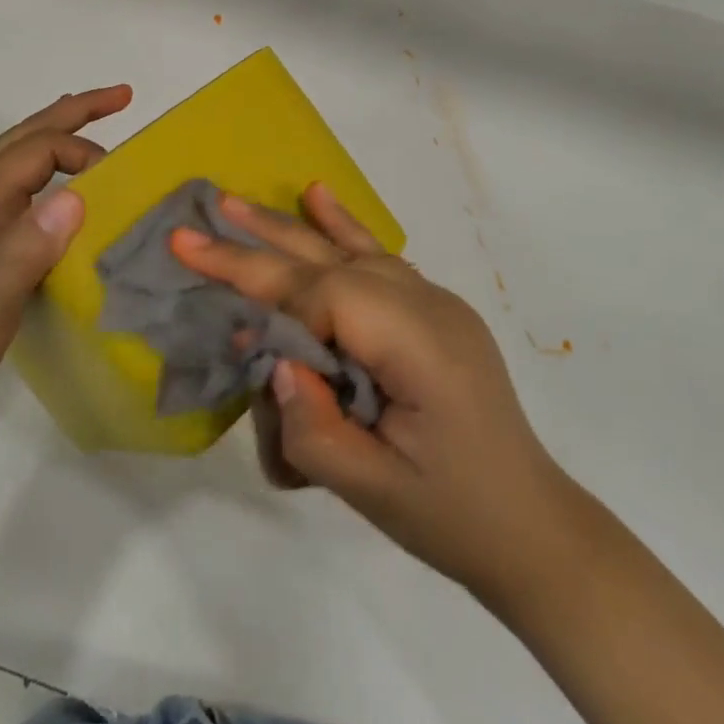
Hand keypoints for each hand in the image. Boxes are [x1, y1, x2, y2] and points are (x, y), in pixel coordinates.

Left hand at [0, 84, 132, 445]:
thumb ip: (31, 243)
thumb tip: (79, 195)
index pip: (41, 148)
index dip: (85, 152)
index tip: (120, 182)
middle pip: (28, 135)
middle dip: (75, 111)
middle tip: (123, 96)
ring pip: (22, 157)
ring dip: (59, 133)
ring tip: (93, 124)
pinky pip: (23, 185)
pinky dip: (50, 169)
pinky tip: (64, 190)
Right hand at [172, 184, 566, 600]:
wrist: (533, 527)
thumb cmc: (451, 515)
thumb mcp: (373, 492)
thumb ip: (311, 427)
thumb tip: (271, 361)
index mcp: (419, 345)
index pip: (328, 297)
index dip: (272, 304)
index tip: (235, 336)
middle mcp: (427, 305)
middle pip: (328, 263)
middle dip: (256, 249)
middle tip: (190, 234)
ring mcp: (435, 300)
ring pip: (348, 251)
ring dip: (288, 230)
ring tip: (233, 204)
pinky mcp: (432, 309)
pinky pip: (376, 257)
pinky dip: (340, 228)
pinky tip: (316, 196)